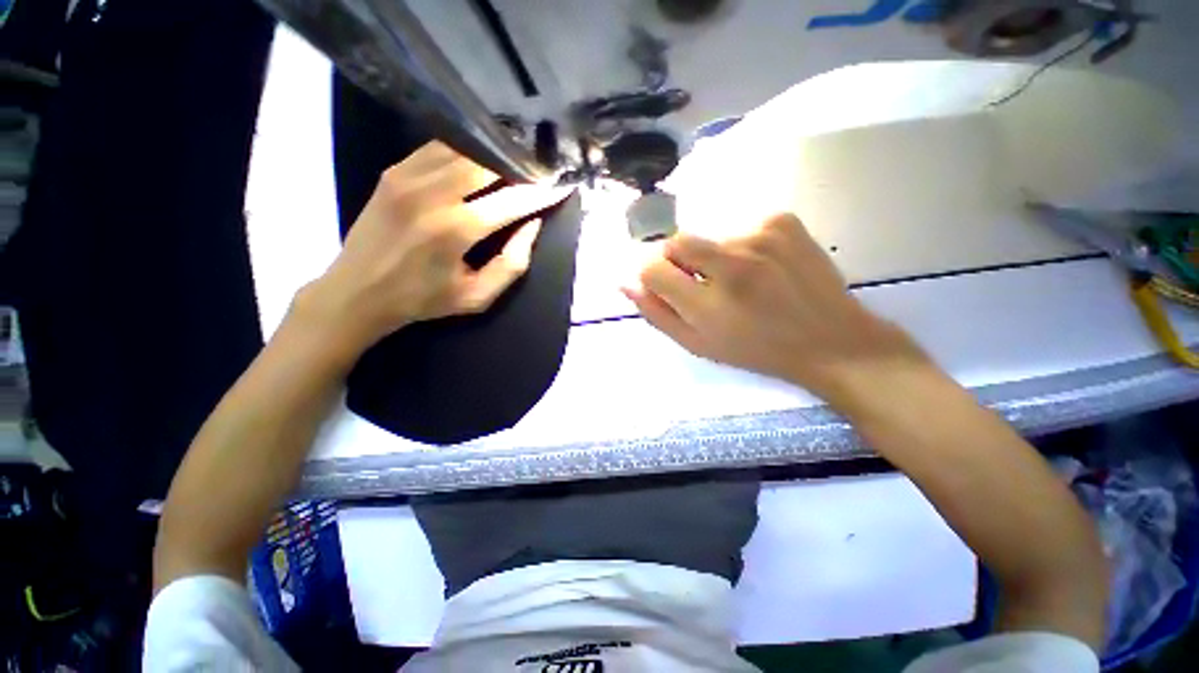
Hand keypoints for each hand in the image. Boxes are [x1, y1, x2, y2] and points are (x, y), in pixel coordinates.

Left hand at [296, 141, 568, 352]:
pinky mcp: (394, 170)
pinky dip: (465, 153)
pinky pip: (439, 149)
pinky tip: (477, 164)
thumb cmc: (424, 300)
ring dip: (493, 157)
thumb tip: (533, 226)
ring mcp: (408, 176)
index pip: (511, 200)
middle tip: (536, 173)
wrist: (358, 291)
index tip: (561, 185)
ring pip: (464, 149)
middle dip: (518, 167)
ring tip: (512, 167)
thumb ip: (512, 263)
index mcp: (456, 230)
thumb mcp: (478, 296)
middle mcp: (433, 194)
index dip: (540, 192)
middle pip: (488, 163)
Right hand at [624, 213, 929, 401]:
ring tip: (744, 282)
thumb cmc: (756, 350)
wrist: (831, 341)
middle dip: (679, 262)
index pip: (653, 269)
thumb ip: (658, 314)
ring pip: (711, 237)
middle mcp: (732, 265)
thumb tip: (626, 284)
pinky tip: (765, 268)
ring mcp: (760, 238)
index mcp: (708, 304)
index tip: (668, 287)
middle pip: (676, 242)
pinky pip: (742, 227)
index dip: (654, 277)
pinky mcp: (783, 222)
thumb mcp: (698, 345)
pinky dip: (744, 246)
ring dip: (715, 257)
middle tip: (704, 284)